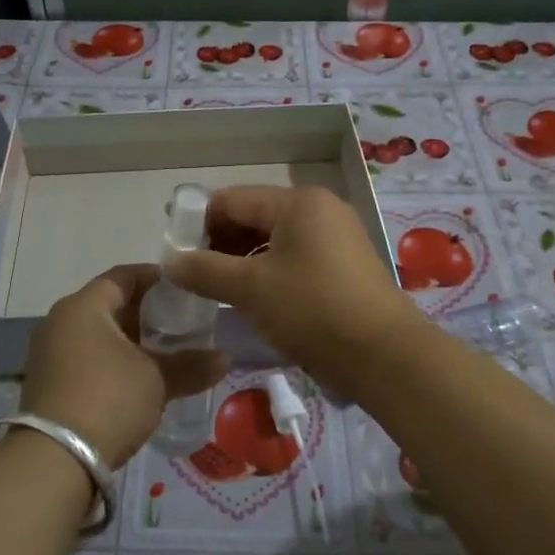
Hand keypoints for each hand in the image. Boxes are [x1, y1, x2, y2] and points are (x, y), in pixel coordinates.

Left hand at [21, 264, 228, 468]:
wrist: (54, 460)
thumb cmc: (108, 400)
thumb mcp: (157, 380)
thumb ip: (190, 365)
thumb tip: (225, 359)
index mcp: (84, 306)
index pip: (124, 276)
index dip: (156, 279)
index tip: (183, 288)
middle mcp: (60, 321)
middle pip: (108, 304)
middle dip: (144, 313)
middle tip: (179, 323)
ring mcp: (47, 353)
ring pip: (95, 333)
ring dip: (127, 340)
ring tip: (162, 353)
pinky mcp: (45, 382)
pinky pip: (83, 357)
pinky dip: (109, 360)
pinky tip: (135, 379)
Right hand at [164, 186, 421, 402]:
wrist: (385, 355)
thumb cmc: (312, 310)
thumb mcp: (250, 289)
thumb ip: (204, 270)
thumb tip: (169, 261)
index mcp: (297, 202)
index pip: (231, 200)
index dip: (198, 224)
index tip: (176, 255)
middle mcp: (320, 209)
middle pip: (254, 216)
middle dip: (221, 243)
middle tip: (195, 277)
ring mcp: (338, 236)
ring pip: (275, 239)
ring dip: (244, 260)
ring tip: (221, 291)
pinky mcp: (347, 265)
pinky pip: (296, 257)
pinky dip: (270, 272)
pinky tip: (256, 299)